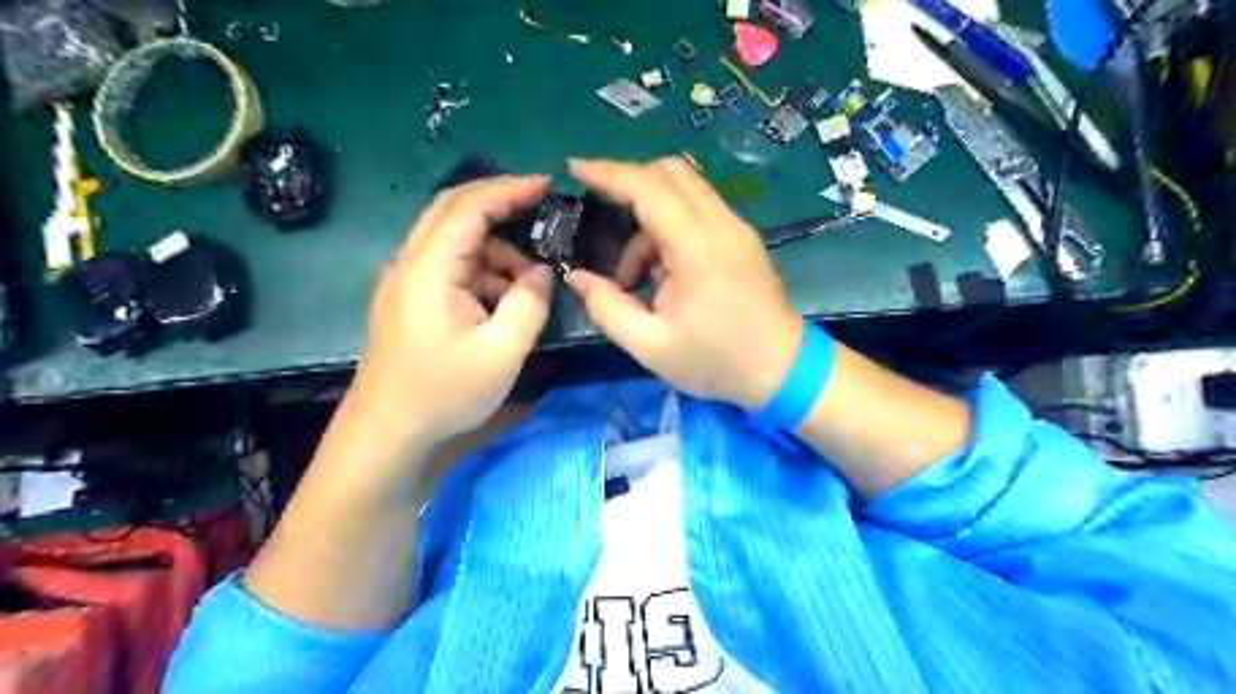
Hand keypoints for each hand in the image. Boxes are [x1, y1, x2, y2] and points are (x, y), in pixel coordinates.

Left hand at [348, 176, 558, 453]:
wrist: (388, 433)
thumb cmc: (444, 393)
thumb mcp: (502, 352)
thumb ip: (530, 304)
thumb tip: (542, 271)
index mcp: (429, 269)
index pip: (468, 208)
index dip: (509, 190)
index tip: (547, 185)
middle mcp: (411, 264)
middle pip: (453, 211)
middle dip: (500, 204)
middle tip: (541, 207)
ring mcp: (407, 282)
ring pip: (455, 243)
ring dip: (495, 250)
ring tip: (530, 283)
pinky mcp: (410, 300)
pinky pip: (451, 269)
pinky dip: (482, 273)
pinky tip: (503, 303)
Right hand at [566, 158, 807, 411]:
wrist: (782, 369)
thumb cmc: (716, 361)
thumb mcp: (651, 346)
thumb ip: (607, 308)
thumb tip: (576, 276)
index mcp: (697, 250)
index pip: (649, 189)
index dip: (609, 173)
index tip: (575, 168)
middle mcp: (720, 225)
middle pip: (670, 173)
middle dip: (628, 184)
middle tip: (600, 216)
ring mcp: (736, 228)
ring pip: (685, 189)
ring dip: (648, 215)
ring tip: (634, 274)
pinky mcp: (742, 237)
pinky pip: (699, 209)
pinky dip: (669, 224)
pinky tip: (661, 270)